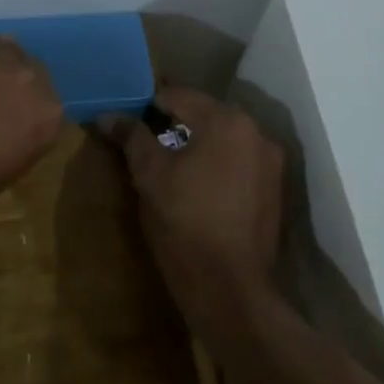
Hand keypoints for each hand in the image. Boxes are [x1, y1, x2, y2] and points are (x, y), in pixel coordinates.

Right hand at [101, 87, 284, 341]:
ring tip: (167, 158)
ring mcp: (271, 163)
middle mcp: (256, 133)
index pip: (179, 95)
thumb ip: (132, 137)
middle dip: (174, 120)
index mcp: (226, 121)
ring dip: (197, 142)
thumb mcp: (149, 174)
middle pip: (205, 114)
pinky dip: (216, 163)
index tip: (126, 111)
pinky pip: (238, 162)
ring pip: (224, 139)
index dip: (148, 101)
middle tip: (142, 133)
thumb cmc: (184, 222)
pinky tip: (195, 182)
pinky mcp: (274, 191)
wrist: (228, 289)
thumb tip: (108, 115)